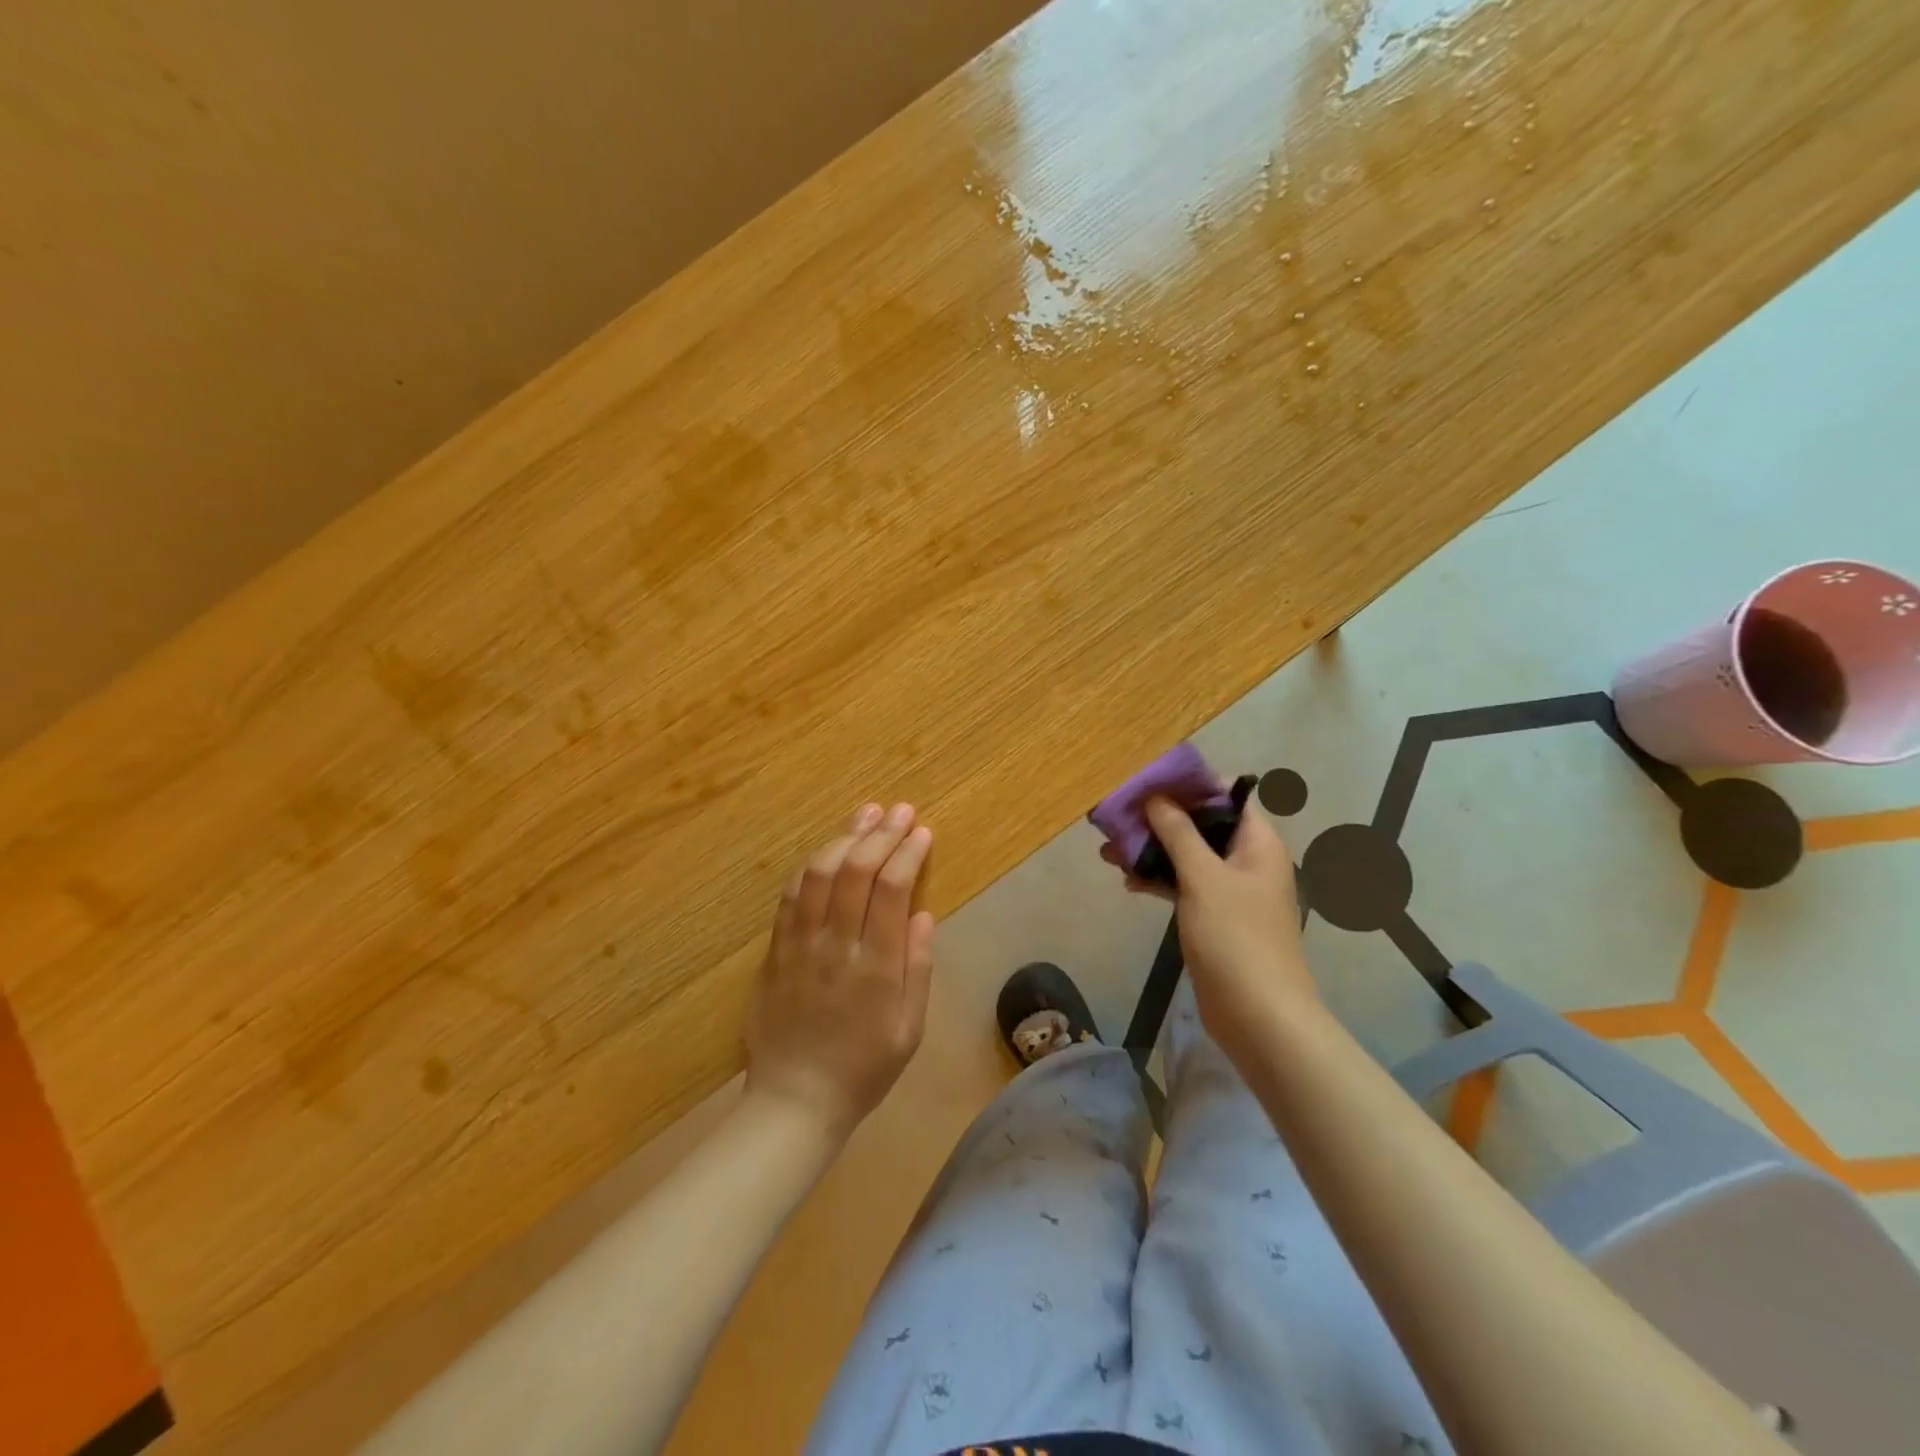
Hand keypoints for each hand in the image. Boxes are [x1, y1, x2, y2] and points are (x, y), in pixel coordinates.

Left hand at [743, 802, 935, 1143]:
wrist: (794, 1102)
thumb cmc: (863, 1069)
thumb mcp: (909, 1030)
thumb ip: (918, 969)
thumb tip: (923, 913)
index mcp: (876, 967)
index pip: (892, 889)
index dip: (907, 853)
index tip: (922, 832)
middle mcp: (836, 946)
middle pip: (856, 871)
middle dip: (881, 834)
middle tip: (900, 810)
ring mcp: (799, 945)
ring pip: (818, 874)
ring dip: (845, 838)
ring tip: (866, 815)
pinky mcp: (774, 950)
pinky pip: (790, 896)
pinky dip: (811, 865)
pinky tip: (828, 849)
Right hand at [1141, 796, 1317, 1054]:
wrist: (1258, 1015)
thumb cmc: (1235, 937)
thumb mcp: (1203, 877)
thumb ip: (1178, 833)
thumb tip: (1157, 797)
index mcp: (1257, 842)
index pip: (1226, 796)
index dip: (1190, 785)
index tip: (1149, 781)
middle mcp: (1246, 859)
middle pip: (1201, 825)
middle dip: (1160, 819)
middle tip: (1119, 816)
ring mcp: (1230, 890)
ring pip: (1187, 856)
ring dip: (1153, 850)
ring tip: (1109, 850)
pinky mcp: (1214, 917)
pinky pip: (1184, 885)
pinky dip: (1159, 880)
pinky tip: (1128, 882)